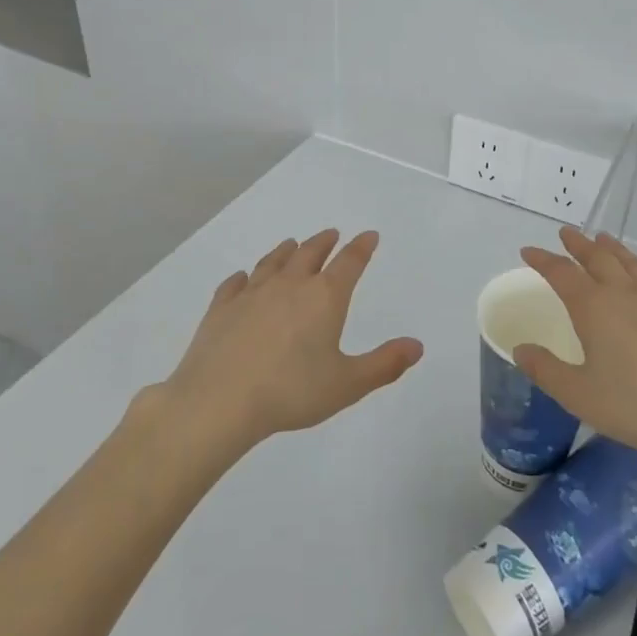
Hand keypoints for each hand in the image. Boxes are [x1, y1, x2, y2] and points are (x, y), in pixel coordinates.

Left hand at [162, 229, 422, 449]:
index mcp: (324, 298)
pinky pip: (234, 284)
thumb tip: (417, 345)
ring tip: (292, 245)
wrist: (219, 401)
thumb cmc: (291, 392)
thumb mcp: (347, 384)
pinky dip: (243, 277)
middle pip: (310, 253)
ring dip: (286, 251)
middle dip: (324, 242)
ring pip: (273, 262)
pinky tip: (242, 278)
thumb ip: (384, 364)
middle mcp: (289, 285)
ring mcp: (252, 294)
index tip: (369, 235)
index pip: (349, 263)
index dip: (361, 247)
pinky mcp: (221, 308)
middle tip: (331, 234)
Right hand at [516, 228, 636, 468]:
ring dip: (615, 249)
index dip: (543, 260)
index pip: (562, 274)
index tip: (528, 251)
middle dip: (579, 245)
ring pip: (633, 266)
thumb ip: (545, 370)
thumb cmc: (635, 406)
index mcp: (594, 309)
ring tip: (604, 238)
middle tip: (566, 233)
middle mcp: (625, 296)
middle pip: (599, 259)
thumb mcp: (578, 395)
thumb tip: (521, 349)